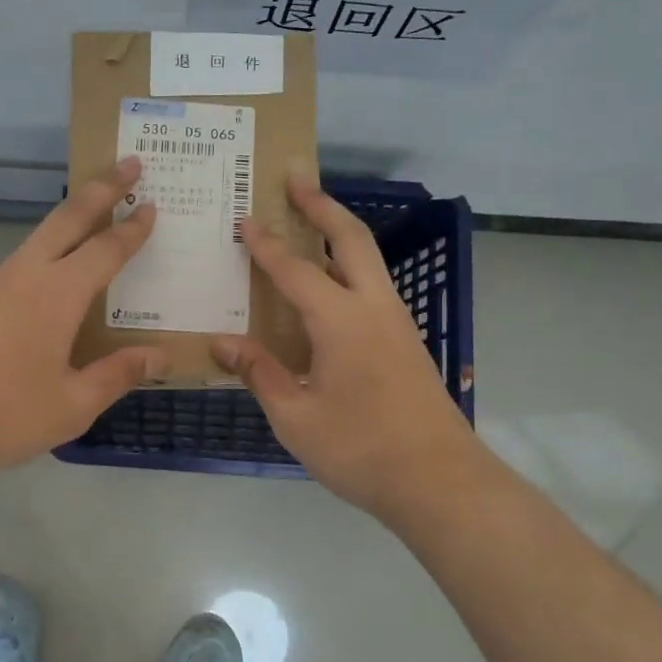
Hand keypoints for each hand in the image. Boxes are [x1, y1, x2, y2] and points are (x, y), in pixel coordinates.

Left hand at [0, 157, 167, 483]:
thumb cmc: (4, 415)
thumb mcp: (73, 405)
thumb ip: (117, 374)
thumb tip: (161, 356)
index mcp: (57, 295)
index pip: (106, 250)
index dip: (132, 229)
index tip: (152, 204)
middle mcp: (28, 276)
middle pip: (69, 218)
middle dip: (102, 188)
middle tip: (130, 163)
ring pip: (43, 232)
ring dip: (74, 211)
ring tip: (99, 202)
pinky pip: (27, 255)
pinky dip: (54, 240)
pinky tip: (60, 260)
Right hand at [212, 168, 482, 525]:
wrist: (440, 482)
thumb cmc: (360, 450)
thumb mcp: (295, 418)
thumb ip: (259, 373)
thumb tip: (221, 343)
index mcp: (341, 321)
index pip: (294, 270)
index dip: (265, 244)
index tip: (243, 219)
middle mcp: (373, 308)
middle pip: (350, 239)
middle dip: (321, 205)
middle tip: (295, 179)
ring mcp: (396, 323)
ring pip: (368, 259)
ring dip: (339, 232)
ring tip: (310, 220)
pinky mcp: (406, 342)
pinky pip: (373, 286)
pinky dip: (349, 266)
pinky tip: (329, 287)